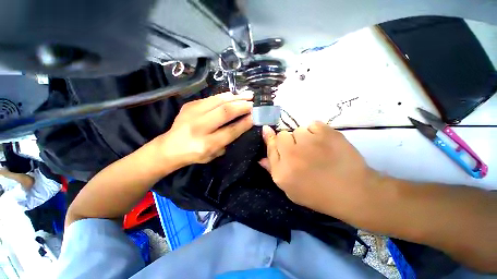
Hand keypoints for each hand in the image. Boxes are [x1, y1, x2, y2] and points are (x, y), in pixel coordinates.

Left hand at [154, 92, 252, 168]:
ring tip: (247, 95)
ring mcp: (192, 113)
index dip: (245, 122)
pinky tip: (233, 96)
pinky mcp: (189, 105)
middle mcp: (199, 127)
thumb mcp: (214, 153)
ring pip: (219, 101)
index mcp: (207, 144)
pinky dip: (225, 96)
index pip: (231, 130)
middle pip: (225, 112)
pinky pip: (212, 98)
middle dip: (242, 106)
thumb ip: (228, 139)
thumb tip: (242, 123)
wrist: (170, 146)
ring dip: (236, 97)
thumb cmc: (195, 154)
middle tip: (253, 103)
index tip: (255, 116)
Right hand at [260, 122, 378, 216]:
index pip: (270, 146)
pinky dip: (316, 131)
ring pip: (298, 130)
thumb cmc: (318, 194)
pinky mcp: (326, 133)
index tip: (267, 130)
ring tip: (315, 148)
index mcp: (281, 171)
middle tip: (300, 150)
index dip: (269, 138)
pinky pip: (313, 124)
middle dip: (288, 141)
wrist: (352, 192)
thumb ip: (274, 171)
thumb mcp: (290, 189)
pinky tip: (324, 143)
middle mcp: (291, 154)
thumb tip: (260, 158)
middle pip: (282, 135)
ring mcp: (309, 142)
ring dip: (303, 137)